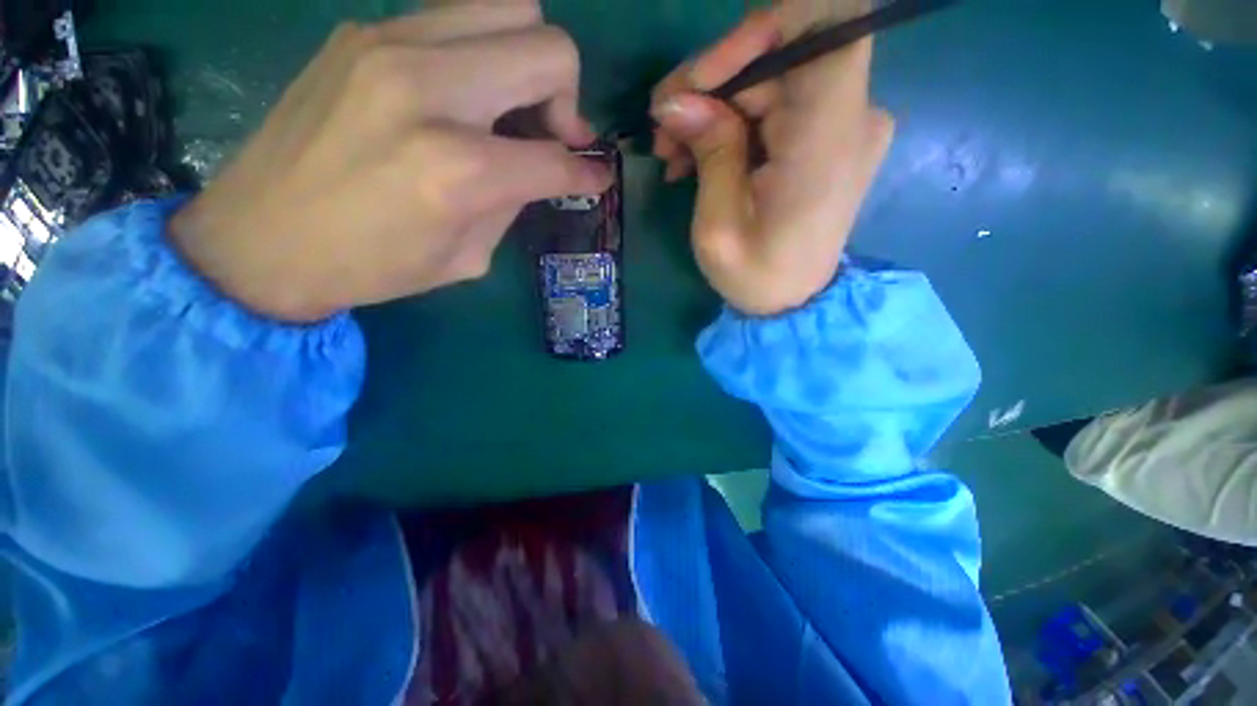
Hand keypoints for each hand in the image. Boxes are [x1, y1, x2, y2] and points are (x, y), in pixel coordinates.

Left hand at [170, 1, 609, 321]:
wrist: (258, 240)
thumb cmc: (371, 267)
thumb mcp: (467, 256)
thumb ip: (513, 203)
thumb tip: (543, 169)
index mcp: (459, 170)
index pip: (557, 158)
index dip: (588, 172)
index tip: (596, 178)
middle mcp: (430, 91)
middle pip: (548, 48)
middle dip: (568, 98)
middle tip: (553, 134)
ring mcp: (390, 46)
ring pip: (508, 6)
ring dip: (529, 59)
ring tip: (512, 104)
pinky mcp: (363, 33)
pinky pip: (455, 17)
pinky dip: (481, 51)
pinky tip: (464, 93)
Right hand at [651, 5, 893, 315]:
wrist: (793, 302)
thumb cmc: (755, 276)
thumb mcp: (719, 225)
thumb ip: (709, 152)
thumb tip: (676, 101)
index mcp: (829, 139)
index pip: (821, 29)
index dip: (755, 34)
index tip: (700, 82)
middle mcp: (850, 118)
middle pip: (779, 58)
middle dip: (711, 86)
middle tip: (662, 129)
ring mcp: (842, 126)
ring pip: (769, 82)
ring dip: (714, 109)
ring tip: (672, 152)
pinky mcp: (827, 138)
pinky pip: (776, 107)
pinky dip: (733, 124)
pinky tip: (697, 156)